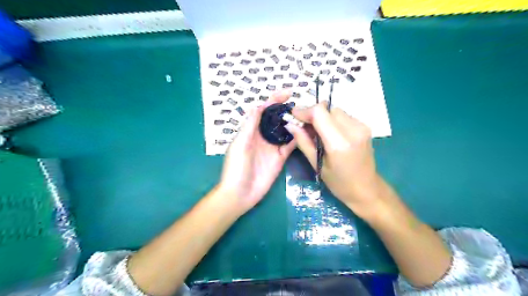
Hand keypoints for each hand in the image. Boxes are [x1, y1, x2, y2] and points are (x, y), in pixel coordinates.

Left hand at [216, 92, 294, 212]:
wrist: (240, 193)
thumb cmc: (236, 168)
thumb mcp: (240, 144)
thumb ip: (250, 126)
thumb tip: (258, 105)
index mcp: (251, 130)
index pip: (263, 111)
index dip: (274, 100)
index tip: (288, 93)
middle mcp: (263, 136)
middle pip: (276, 119)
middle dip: (287, 110)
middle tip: (301, 105)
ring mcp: (272, 147)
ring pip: (285, 131)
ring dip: (294, 123)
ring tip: (307, 115)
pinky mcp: (280, 158)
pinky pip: (290, 145)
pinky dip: (298, 138)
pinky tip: (306, 132)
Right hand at [285, 103, 384, 218]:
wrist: (367, 189)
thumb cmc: (339, 183)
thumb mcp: (317, 165)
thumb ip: (303, 142)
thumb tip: (290, 125)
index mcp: (339, 143)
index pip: (320, 113)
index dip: (304, 111)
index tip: (293, 115)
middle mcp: (353, 130)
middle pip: (327, 108)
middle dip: (312, 113)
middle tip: (303, 126)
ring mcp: (362, 126)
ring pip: (335, 110)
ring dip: (322, 116)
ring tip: (315, 131)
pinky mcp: (364, 126)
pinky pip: (343, 116)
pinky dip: (331, 120)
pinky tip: (328, 133)